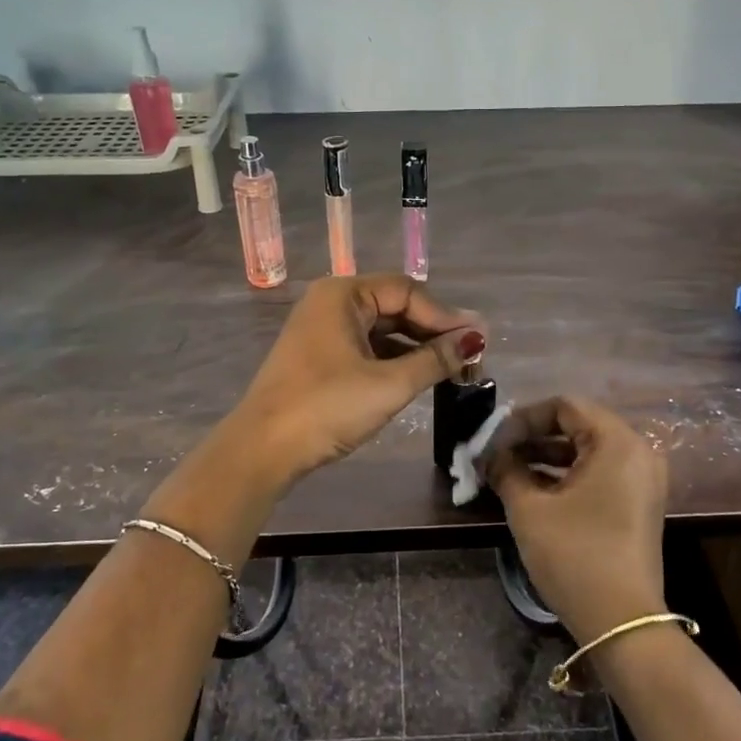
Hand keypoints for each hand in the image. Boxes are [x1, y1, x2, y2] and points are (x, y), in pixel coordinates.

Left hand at [230, 274, 483, 487]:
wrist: (263, 450)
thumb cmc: (327, 408)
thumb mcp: (389, 384)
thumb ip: (436, 359)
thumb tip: (476, 338)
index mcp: (343, 294)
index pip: (407, 291)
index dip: (445, 316)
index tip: (478, 342)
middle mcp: (331, 303)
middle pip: (394, 306)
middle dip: (433, 331)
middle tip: (470, 356)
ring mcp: (321, 330)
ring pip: (381, 329)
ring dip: (415, 347)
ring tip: (451, 369)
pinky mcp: (318, 358)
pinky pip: (365, 347)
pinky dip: (393, 360)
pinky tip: (416, 377)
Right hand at [485, 396, 666, 644]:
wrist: (622, 623)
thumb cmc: (575, 555)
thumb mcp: (530, 509)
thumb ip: (506, 470)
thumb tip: (490, 455)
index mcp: (617, 442)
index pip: (564, 407)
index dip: (522, 418)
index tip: (492, 439)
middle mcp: (637, 452)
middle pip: (577, 426)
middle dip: (531, 437)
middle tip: (495, 453)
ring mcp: (641, 480)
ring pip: (586, 451)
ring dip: (545, 456)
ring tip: (506, 471)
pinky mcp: (638, 504)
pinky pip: (598, 473)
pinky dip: (565, 475)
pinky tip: (532, 489)